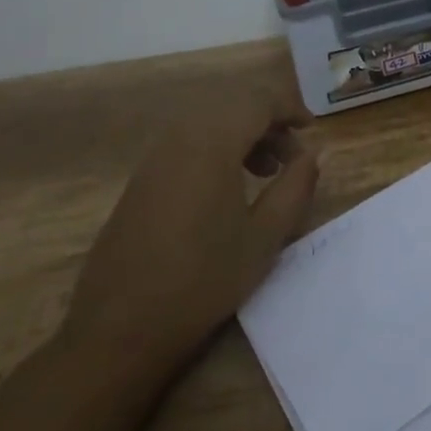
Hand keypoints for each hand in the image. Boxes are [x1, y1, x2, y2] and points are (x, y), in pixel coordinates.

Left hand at [63, 84, 318, 369]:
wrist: (117, 330)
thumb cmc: (201, 281)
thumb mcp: (264, 237)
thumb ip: (295, 186)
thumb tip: (311, 155)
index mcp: (212, 142)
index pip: (259, 100)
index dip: (290, 108)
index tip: (312, 130)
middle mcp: (181, 136)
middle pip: (233, 104)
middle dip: (268, 120)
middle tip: (292, 156)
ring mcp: (155, 156)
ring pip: (210, 122)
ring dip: (243, 134)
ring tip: (266, 172)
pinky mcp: (142, 179)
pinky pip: (188, 142)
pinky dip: (218, 148)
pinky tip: (228, 188)